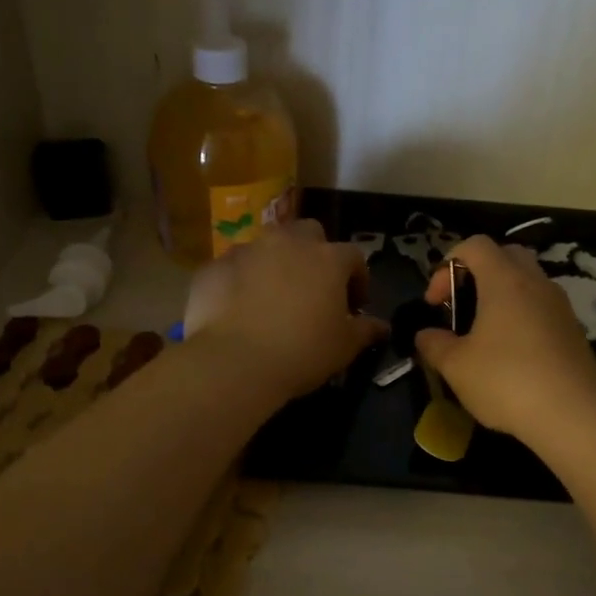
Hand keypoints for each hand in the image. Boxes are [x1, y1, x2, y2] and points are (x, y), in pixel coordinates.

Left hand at [183, 220, 387, 402]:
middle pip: (308, 233)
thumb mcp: (344, 347)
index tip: (354, 305)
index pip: (353, 257)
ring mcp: (246, 250)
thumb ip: (365, 331)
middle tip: (312, 287)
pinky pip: (232, 268)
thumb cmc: (302, 352)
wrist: (234, 362)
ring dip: (273, 264)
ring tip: (271, 297)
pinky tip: (237, 309)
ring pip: (266, 246)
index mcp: (327, 258)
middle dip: (313, 254)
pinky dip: (239, 281)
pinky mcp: (213, 267)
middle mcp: (287, 243)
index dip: (357, 279)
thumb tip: (382, 327)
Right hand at [414, 234, 595, 443]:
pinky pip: (542, 307)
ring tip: (484, 332)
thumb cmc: (506, 381)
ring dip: (502, 295)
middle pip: (505, 255)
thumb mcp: (456, 366)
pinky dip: (522, 316)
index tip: (435, 302)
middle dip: (477, 273)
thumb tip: (425, 335)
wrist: (574, 416)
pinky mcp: (574, 331)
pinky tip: (511, 354)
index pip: (474, 245)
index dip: (447, 265)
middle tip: (461, 306)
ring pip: (528, 281)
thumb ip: (434, 345)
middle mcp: (536, 283)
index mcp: (505, 280)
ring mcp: (560, 306)